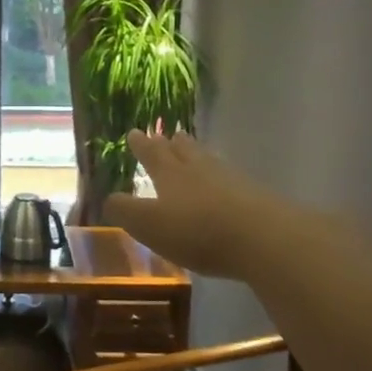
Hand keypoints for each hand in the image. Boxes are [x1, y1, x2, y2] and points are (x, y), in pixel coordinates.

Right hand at [101, 132, 271, 280]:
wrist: (262, 238)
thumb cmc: (196, 230)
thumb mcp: (148, 224)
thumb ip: (125, 211)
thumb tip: (109, 197)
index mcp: (170, 175)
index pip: (152, 154)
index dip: (142, 145)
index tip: (135, 132)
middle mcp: (200, 170)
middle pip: (185, 151)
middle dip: (174, 144)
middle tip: (171, 134)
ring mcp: (231, 181)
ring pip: (210, 162)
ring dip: (199, 156)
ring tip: (196, 152)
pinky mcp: (256, 198)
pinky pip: (231, 181)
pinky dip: (222, 179)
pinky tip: (226, 185)